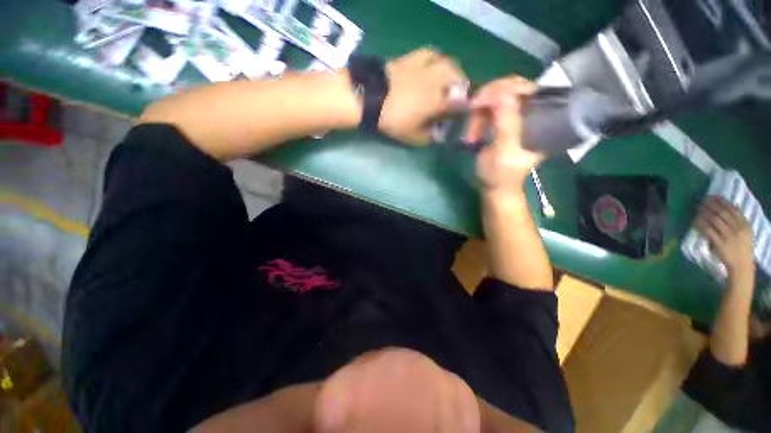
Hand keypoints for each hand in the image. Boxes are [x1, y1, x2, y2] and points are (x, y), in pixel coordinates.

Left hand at [379, 48, 467, 144]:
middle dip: (461, 86)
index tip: (462, 113)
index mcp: (438, 100)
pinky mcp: (412, 58)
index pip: (460, 102)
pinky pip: (430, 53)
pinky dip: (436, 59)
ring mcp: (424, 66)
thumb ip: (429, 137)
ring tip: (448, 79)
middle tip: (457, 95)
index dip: (463, 107)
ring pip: (447, 62)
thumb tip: (439, 135)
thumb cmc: (394, 120)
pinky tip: (433, 64)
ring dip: (452, 71)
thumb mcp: (413, 137)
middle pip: (458, 77)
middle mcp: (437, 80)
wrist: (371, 98)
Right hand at [466, 76, 542, 195]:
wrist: (495, 187)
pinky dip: (478, 116)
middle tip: (472, 111)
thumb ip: (507, 123)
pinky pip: (490, 108)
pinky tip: (473, 130)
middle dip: (488, 98)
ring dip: (480, 111)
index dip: (502, 89)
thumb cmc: (501, 174)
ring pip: (498, 96)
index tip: (479, 101)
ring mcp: (516, 115)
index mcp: (541, 119)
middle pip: (511, 87)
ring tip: (472, 131)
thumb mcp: (504, 151)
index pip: (525, 89)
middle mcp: (531, 111)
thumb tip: (502, 94)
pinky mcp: (504, 121)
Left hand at [695, 196, 754, 275]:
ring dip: (705, 213)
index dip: (721, 201)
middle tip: (702, 200)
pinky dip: (701, 223)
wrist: (741, 264)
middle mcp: (737, 228)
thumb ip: (739, 220)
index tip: (713, 196)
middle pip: (722, 213)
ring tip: (698, 208)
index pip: (732, 209)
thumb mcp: (746, 232)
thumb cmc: (743, 247)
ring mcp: (728, 236)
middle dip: (711, 205)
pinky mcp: (719, 243)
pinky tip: (695, 220)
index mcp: (745, 225)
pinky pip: (708, 230)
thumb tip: (731, 205)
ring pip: (714, 220)